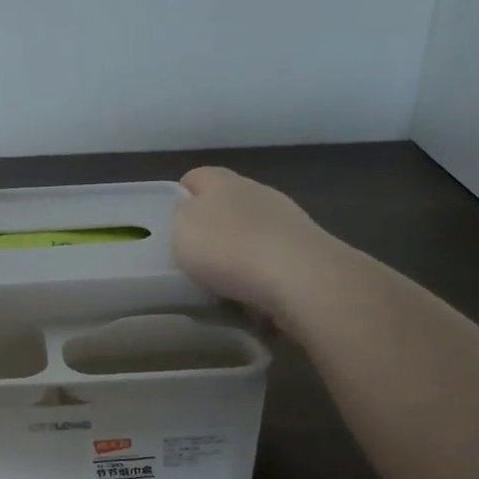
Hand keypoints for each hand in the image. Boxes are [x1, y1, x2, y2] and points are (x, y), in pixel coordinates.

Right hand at [173, 166, 329, 317]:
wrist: (300, 278)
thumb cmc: (229, 248)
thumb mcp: (182, 229)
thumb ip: (181, 216)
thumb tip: (191, 213)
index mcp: (223, 181)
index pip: (196, 177)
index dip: (180, 196)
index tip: (169, 224)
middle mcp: (258, 192)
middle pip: (228, 204)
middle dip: (213, 228)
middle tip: (195, 258)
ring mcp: (288, 221)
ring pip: (254, 233)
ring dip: (241, 254)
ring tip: (225, 286)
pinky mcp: (308, 252)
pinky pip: (275, 262)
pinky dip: (263, 277)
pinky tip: (254, 300)